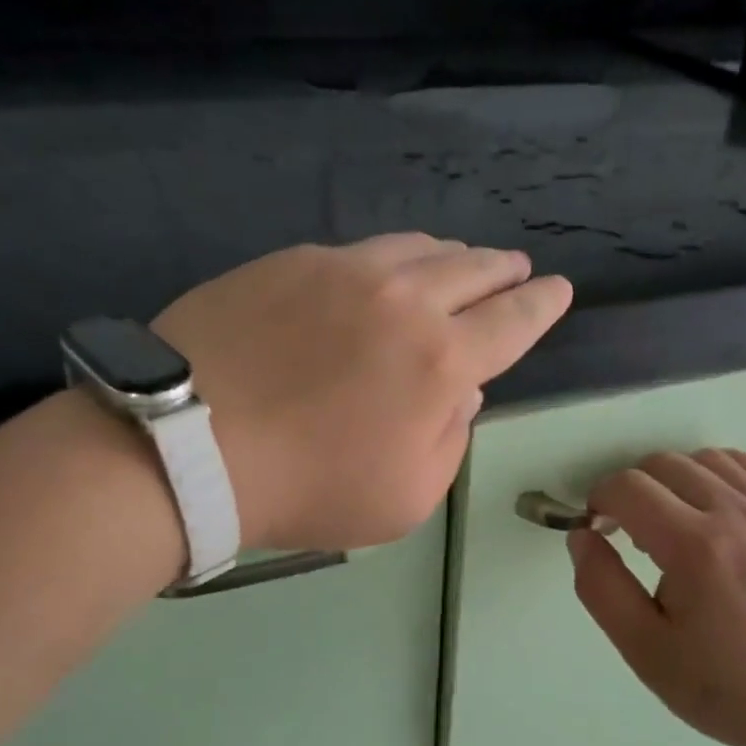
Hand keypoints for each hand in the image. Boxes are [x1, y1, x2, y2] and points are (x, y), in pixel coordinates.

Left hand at [154, 235, 571, 551]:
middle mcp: (406, 300)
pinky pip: (362, 249)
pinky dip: (392, 258)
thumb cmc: (307, 487)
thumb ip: (450, 439)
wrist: (188, 443)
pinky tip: (385, 270)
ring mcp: (346, 270)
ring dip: (453, 256)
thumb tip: (462, 391)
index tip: (556, 289)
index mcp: (441, 361)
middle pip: (474, 270)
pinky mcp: (294, 260)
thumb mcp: (405, 497)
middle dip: (505, 270)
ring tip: (460, 263)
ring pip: (420, 249)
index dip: (542, 304)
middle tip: (516, 269)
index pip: (513, 321)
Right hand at [567, 449, 745, 745]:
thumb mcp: (645, 650)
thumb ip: (601, 588)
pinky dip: (718, 470)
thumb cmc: (726, 686)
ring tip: (667, 524)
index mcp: (694, 546)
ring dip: (671, 479)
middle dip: (630, 489)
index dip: (598, 501)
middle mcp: (733, 514)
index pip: (628, 487)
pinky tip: (709, 502)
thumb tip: (582, 536)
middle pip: (663, 464)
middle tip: (626, 536)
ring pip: (704, 458)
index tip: (596, 533)